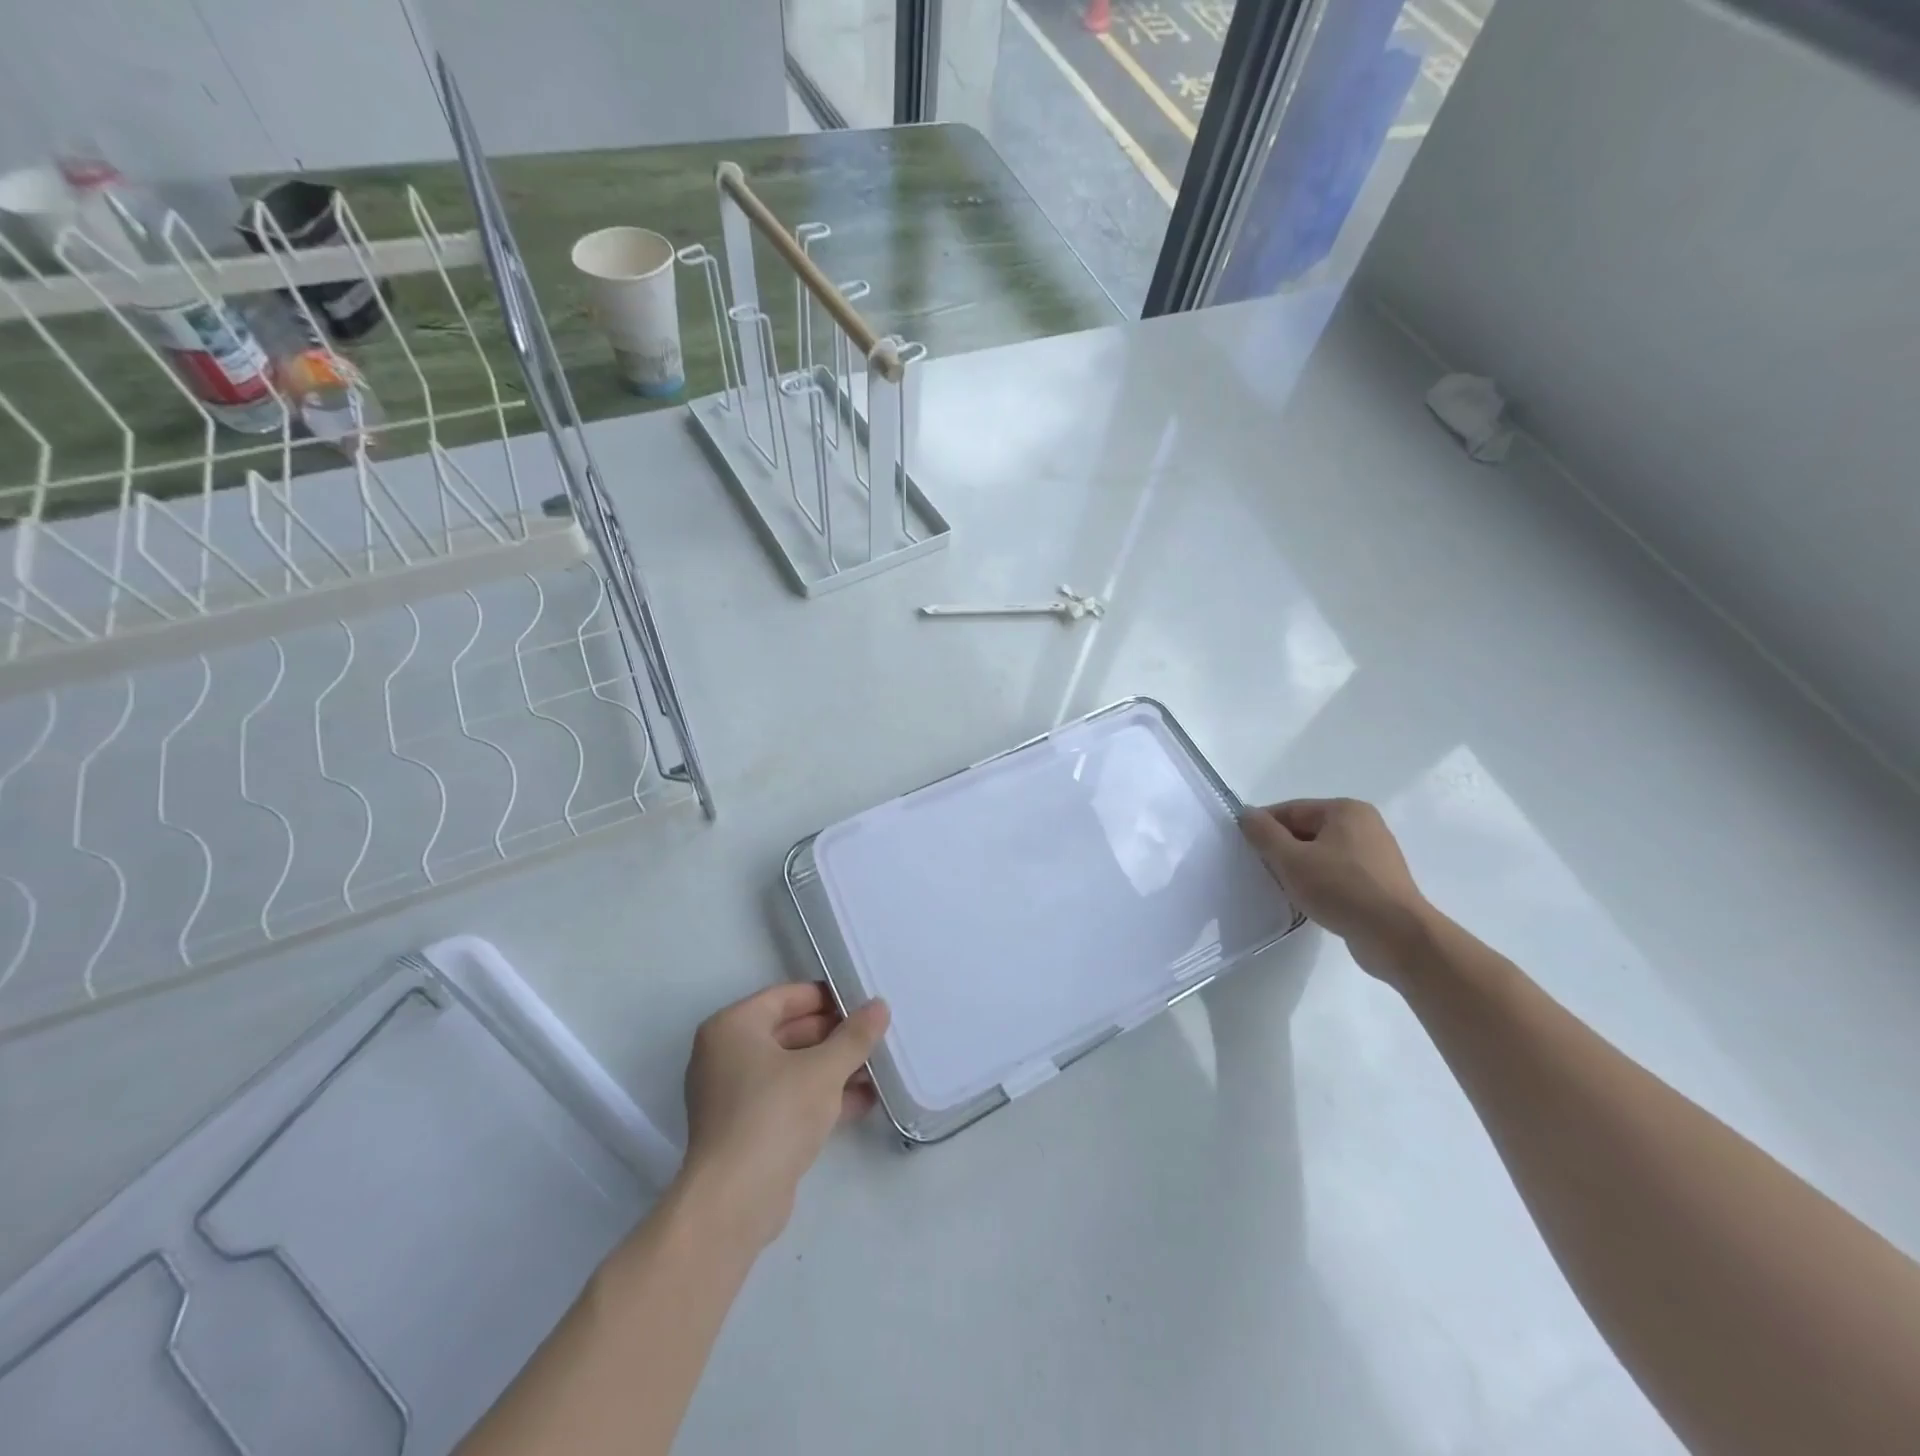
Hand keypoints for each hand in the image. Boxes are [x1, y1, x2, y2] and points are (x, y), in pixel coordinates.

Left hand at [679, 982, 889, 1249]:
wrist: (733, 1203)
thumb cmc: (774, 1115)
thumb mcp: (823, 1069)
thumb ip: (854, 1036)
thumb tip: (879, 1006)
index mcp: (732, 1027)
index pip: (786, 996)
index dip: (827, 997)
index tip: (863, 1003)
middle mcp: (725, 1054)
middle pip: (790, 1031)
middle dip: (834, 1036)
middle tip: (875, 1036)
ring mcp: (733, 1094)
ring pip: (792, 1068)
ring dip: (833, 1068)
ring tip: (878, 1068)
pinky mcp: (746, 1129)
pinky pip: (788, 1098)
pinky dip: (820, 1096)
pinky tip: (863, 1101)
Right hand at [1241, 798, 1433, 982]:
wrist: (1397, 937)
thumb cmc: (1341, 889)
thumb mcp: (1290, 859)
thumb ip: (1263, 833)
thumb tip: (1246, 813)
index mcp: (1345, 810)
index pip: (1290, 810)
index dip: (1264, 828)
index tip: (1245, 851)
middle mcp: (1364, 825)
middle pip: (1306, 831)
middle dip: (1282, 850)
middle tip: (1262, 873)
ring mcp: (1376, 854)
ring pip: (1321, 854)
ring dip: (1300, 869)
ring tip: (1285, 889)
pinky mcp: (1380, 882)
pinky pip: (1338, 874)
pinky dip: (1320, 883)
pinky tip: (1310, 901)